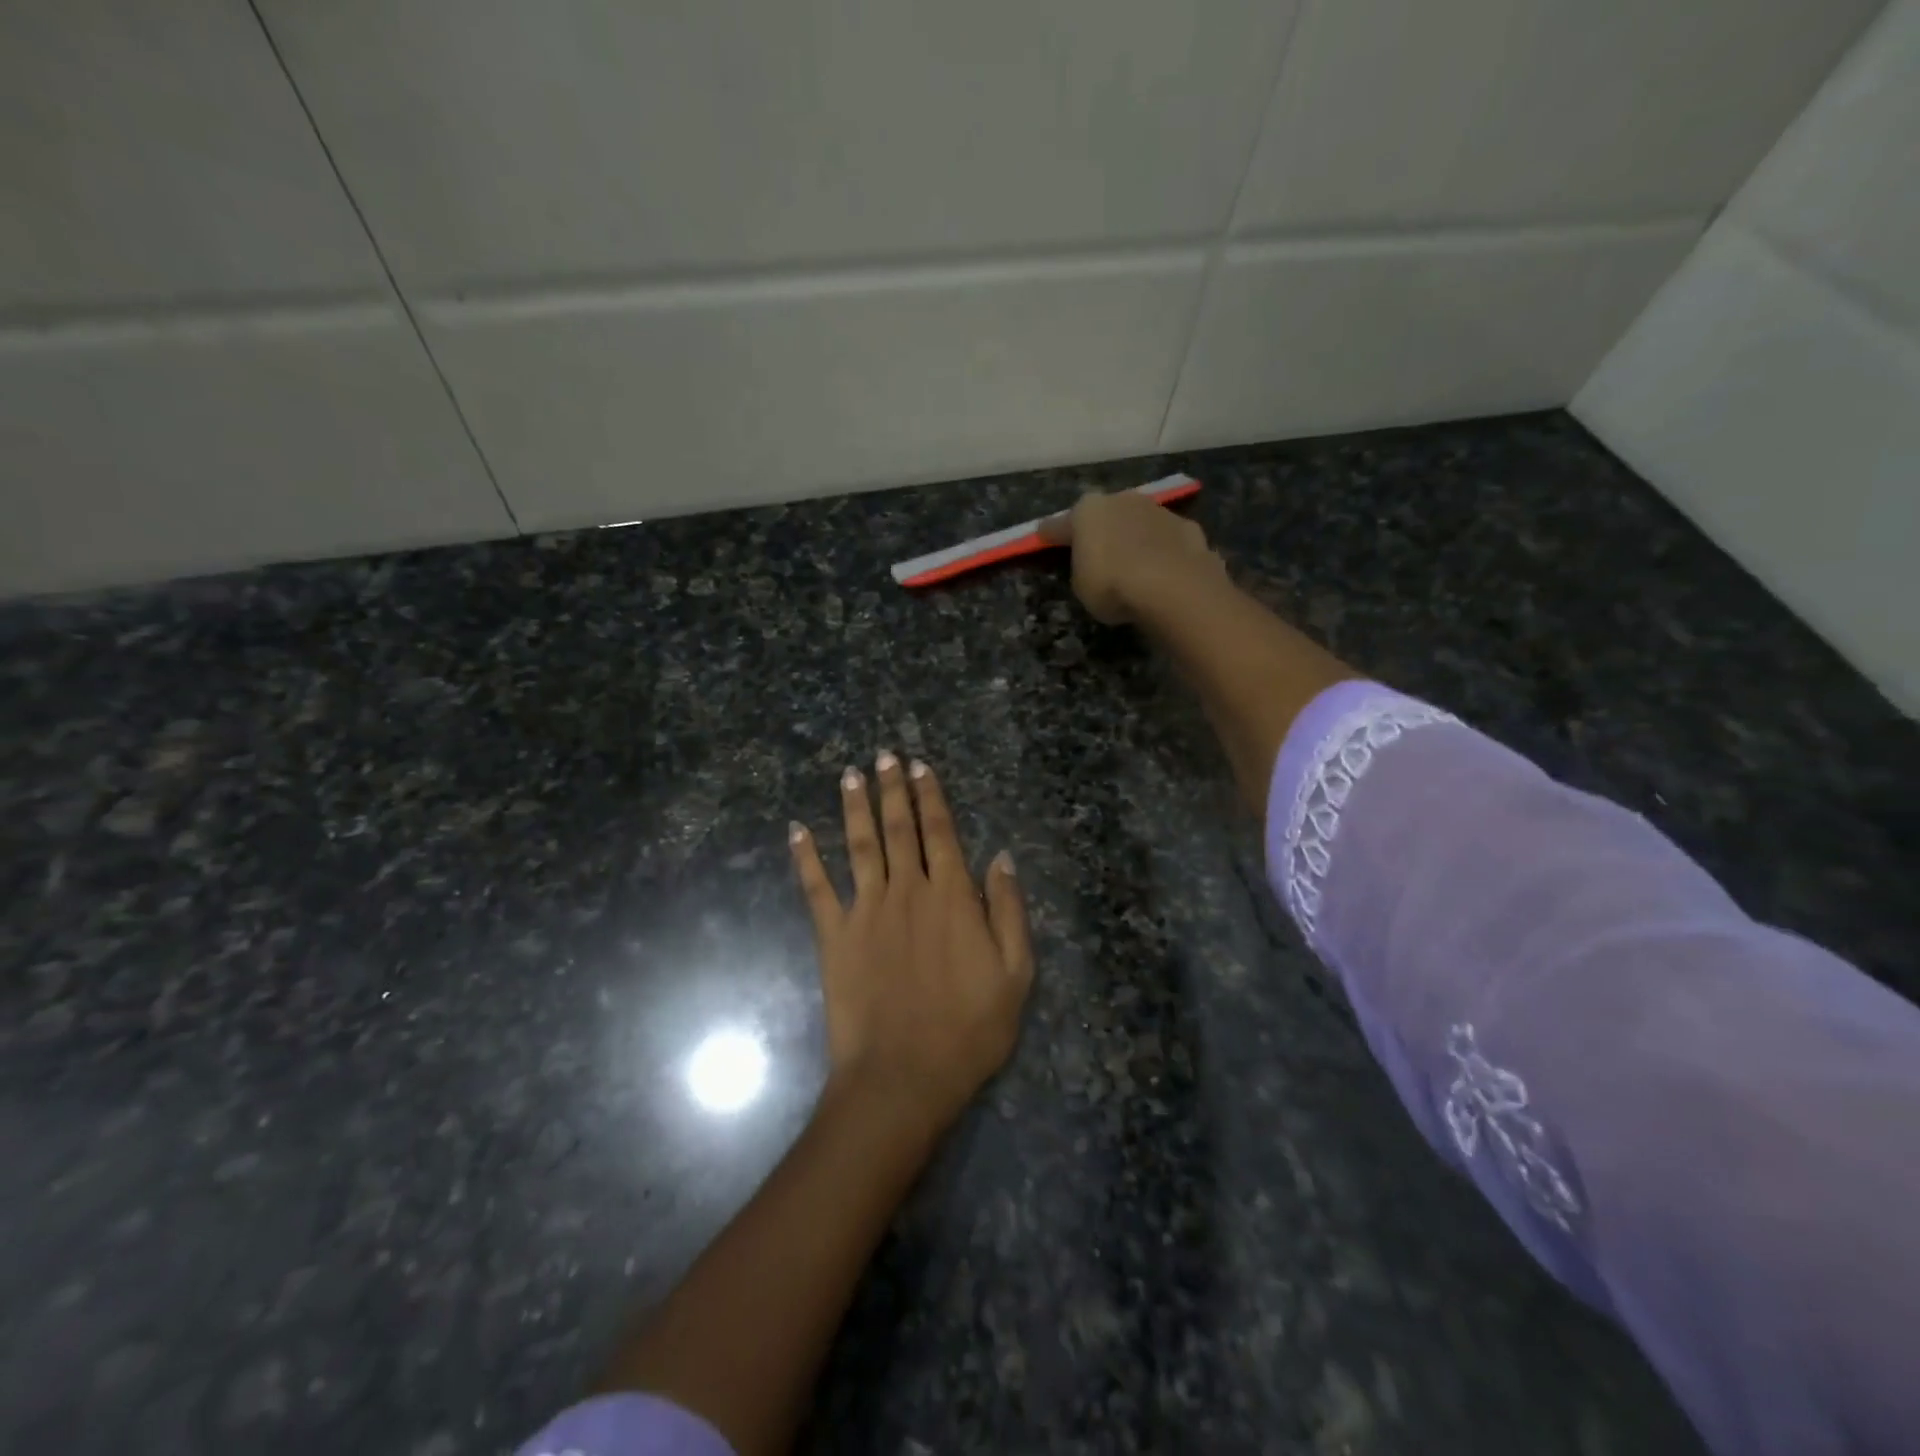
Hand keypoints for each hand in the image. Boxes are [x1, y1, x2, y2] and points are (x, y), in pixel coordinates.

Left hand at [789, 753, 1033, 1134]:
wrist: (904, 1076)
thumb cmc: (969, 1029)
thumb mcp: (1015, 973)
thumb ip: (1008, 910)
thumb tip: (1001, 857)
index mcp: (951, 896)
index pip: (940, 832)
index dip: (931, 796)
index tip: (921, 766)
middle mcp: (906, 890)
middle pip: (898, 828)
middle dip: (892, 788)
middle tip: (884, 754)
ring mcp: (866, 910)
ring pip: (859, 844)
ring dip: (854, 806)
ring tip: (850, 774)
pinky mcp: (834, 936)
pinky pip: (816, 888)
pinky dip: (805, 857)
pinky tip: (796, 830)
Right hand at [1037, 490, 1224, 624]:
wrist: (1174, 586)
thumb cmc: (1113, 584)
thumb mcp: (1082, 585)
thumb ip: (1083, 568)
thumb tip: (1092, 563)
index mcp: (1088, 511)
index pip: (1061, 524)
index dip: (1051, 534)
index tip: (1042, 536)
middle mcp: (1123, 501)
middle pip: (1105, 516)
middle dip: (1101, 530)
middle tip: (1096, 551)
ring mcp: (1159, 511)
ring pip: (1140, 522)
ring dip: (1135, 537)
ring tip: (1135, 563)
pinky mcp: (1189, 528)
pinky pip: (1167, 541)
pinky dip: (1164, 552)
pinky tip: (1164, 570)